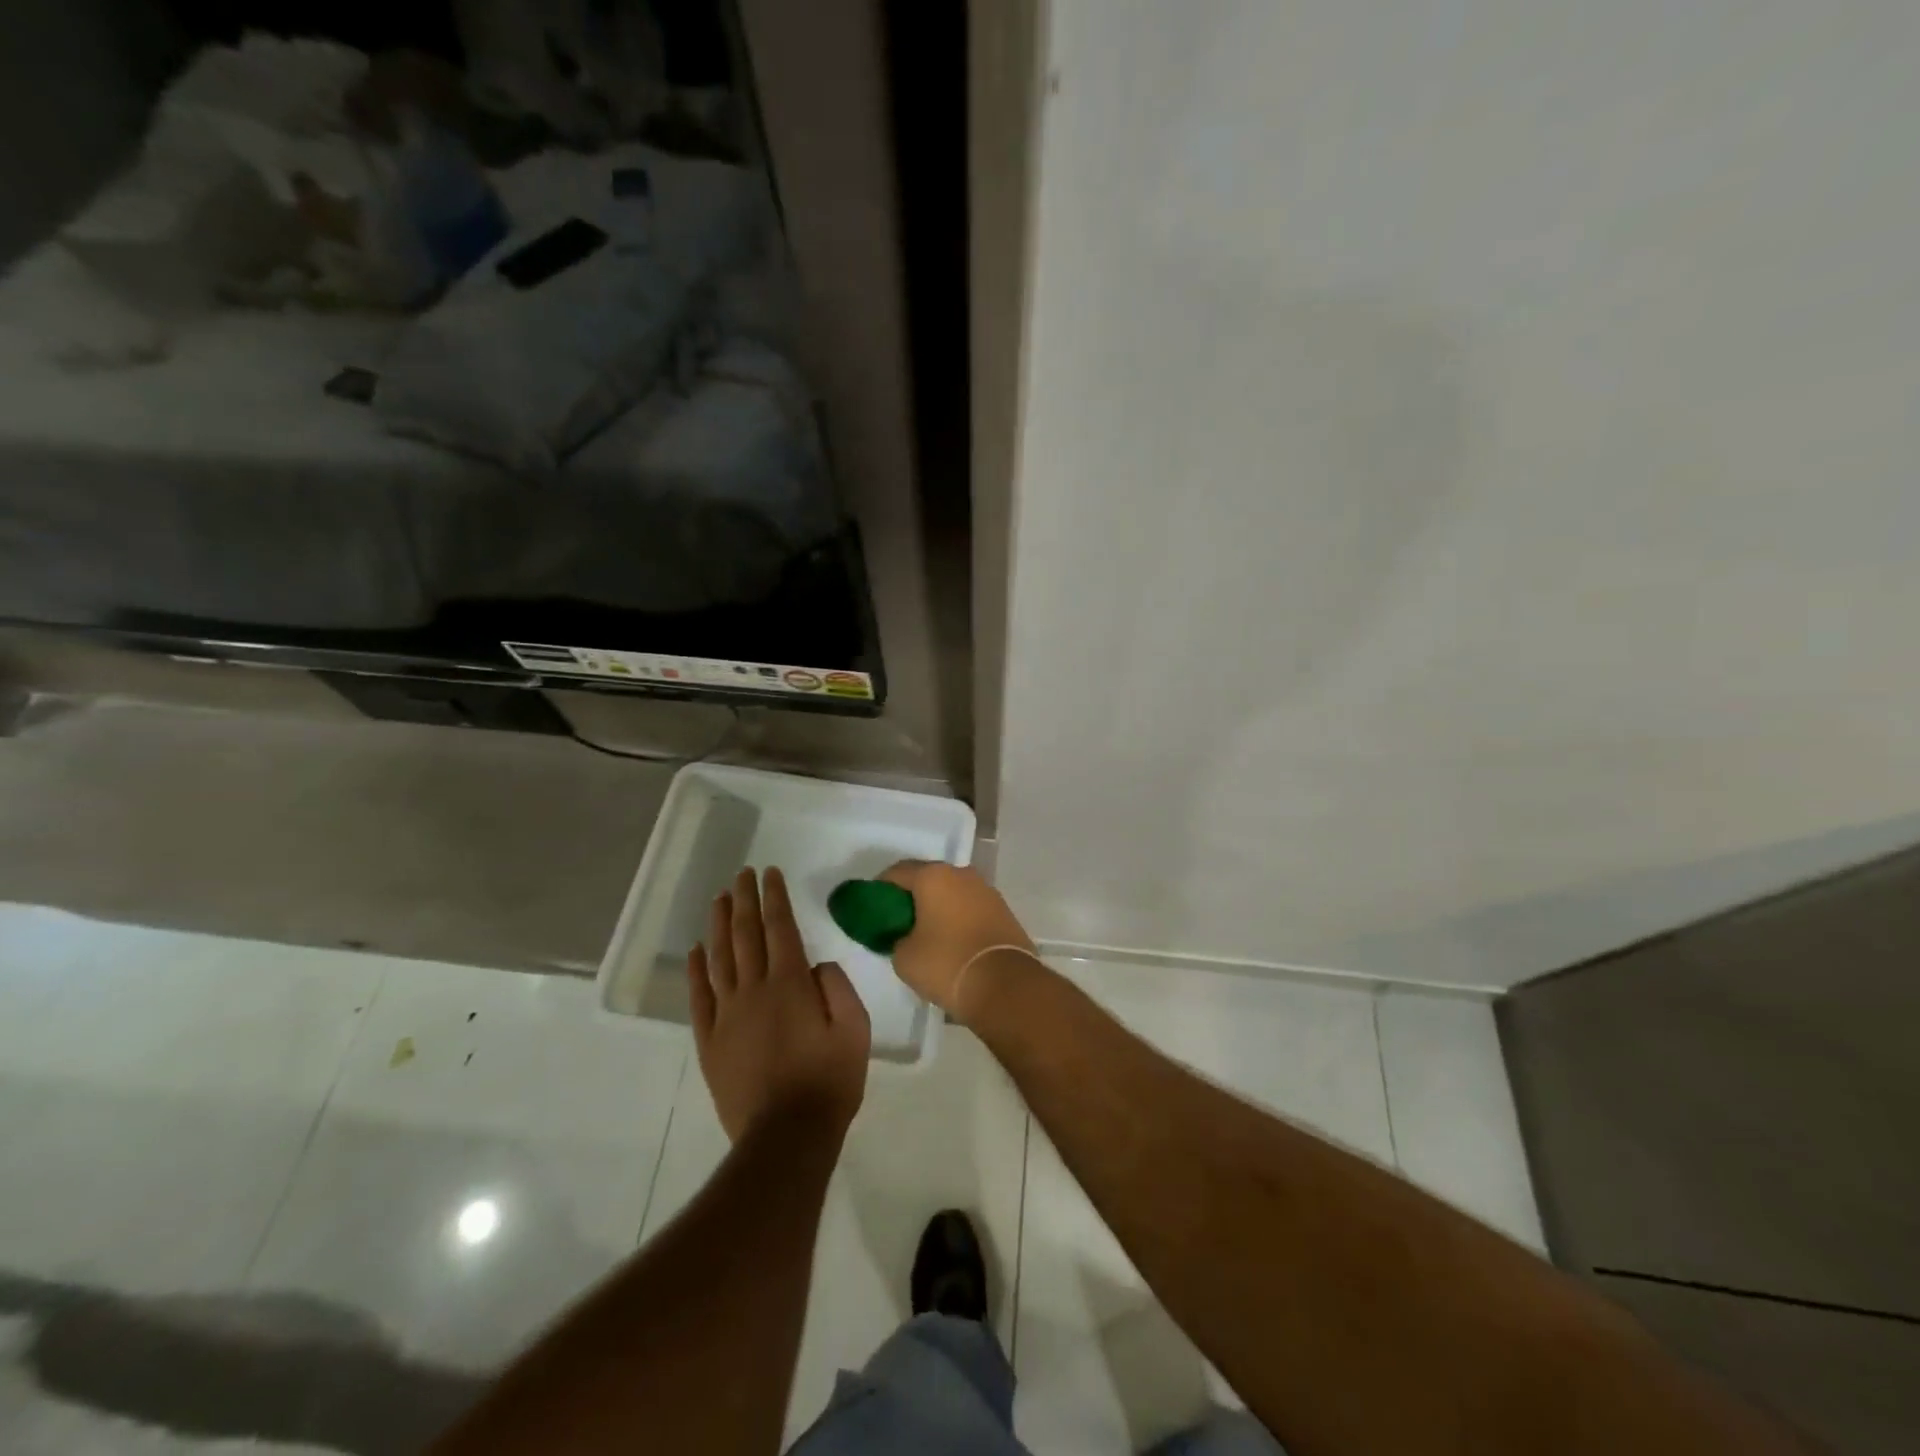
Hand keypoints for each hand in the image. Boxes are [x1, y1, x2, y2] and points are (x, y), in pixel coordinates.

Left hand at [688, 867, 870, 1142]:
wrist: (786, 1136)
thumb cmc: (828, 1081)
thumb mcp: (854, 1030)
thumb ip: (838, 988)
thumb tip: (817, 966)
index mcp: (790, 984)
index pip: (780, 927)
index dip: (774, 897)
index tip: (770, 873)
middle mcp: (754, 990)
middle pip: (745, 934)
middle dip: (744, 900)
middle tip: (741, 874)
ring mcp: (727, 1015)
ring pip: (719, 958)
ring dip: (718, 925)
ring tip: (718, 899)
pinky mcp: (710, 1041)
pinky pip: (700, 997)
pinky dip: (696, 970)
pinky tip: (696, 951)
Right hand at [877, 862, 1037, 1019]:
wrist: (1004, 985)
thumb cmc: (946, 963)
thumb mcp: (904, 957)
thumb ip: (897, 938)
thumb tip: (906, 937)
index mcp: (934, 876)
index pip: (898, 872)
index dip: (881, 888)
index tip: (873, 907)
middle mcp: (962, 874)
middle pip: (928, 878)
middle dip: (912, 896)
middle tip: (898, 920)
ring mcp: (987, 891)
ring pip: (953, 892)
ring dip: (938, 906)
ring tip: (927, 932)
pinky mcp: (1004, 911)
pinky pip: (971, 908)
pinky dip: (959, 918)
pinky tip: (952, 940)